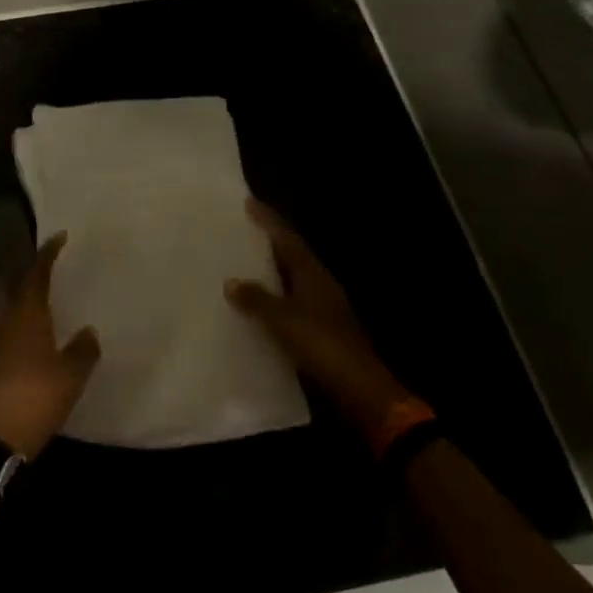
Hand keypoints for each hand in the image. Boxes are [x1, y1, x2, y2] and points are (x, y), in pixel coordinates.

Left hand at [0, 232, 101, 459]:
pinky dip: (17, 316)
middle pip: (8, 282)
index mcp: (26, 314)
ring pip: (3, 303)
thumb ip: (83, 349)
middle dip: (22, 267)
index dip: (47, 253)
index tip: (58, 237)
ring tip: (38, 291)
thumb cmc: (38, 396)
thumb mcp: (71, 373)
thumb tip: (88, 332)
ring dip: (17, 291)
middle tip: (41, 261)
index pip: (35, 273)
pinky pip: (4, 325)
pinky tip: (32, 329)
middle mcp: (6, 320)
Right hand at [225, 199, 410, 428]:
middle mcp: (320, 285)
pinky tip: (255, 306)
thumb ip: (257, 300)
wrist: (361, 391)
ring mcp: (322, 308)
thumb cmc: (324, 347)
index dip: (269, 220)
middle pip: (291, 255)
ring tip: (240, 264)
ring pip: (291, 280)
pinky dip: (273, 298)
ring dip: (269, 270)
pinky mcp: (320, 330)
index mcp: (313, 275)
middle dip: (268, 242)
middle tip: (240, 231)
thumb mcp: (285, 321)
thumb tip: (231, 281)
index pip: (288, 239)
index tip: (248, 202)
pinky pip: (290, 303)